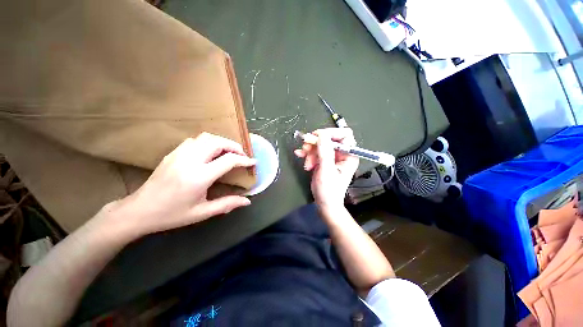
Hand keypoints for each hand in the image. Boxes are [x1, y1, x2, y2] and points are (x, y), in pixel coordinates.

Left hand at [109, 133, 255, 236]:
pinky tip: (210, 153)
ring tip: (229, 152)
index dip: (244, 160)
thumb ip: (227, 204)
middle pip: (217, 142)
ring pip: (206, 137)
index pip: (228, 160)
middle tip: (242, 155)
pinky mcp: (173, 153)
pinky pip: (195, 140)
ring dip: (221, 142)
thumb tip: (247, 201)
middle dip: (234, 146)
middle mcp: (190, 161)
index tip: (253, 162)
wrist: (139, 211)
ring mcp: (179, 154)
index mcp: (199, 177)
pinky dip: (208, 143)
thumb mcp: (202, 212)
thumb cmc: (172, 214)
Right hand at [294, 128, 358, 211]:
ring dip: (310, 150)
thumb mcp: (326, 171)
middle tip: (306, 148)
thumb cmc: (329, 190)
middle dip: (316, 144)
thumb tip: (322, 134)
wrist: (324, 204)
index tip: (317, 136)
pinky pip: (315, 151)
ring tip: (306, 162)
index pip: (344, 135)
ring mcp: (331, 157)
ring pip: (320, 145)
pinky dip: (307, 153)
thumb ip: (325, 152)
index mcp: (348, 155)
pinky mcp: (323, 160)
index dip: (331, 133)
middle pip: (329, 139)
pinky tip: (300, 155)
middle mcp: (341, 154)